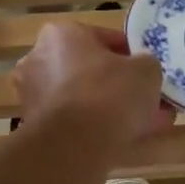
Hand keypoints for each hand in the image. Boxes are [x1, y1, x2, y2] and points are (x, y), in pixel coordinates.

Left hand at [13, 23, 171, 151]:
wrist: (73, 148)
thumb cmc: (108, 96)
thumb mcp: (146, 71)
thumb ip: (146, 65)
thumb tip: (142, 71)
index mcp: (60, 35)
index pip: (105, 39)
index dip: (133, 56)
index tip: (150, 73)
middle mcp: (39, 61)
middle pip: (92, 72)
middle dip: (122, 88)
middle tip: (149, 102)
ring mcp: (34, 97)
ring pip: (85, 101)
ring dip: (113, 112)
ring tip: (146, 127)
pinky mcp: (37, 130)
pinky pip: (75, 124)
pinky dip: (97, 130)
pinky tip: (125, 142)